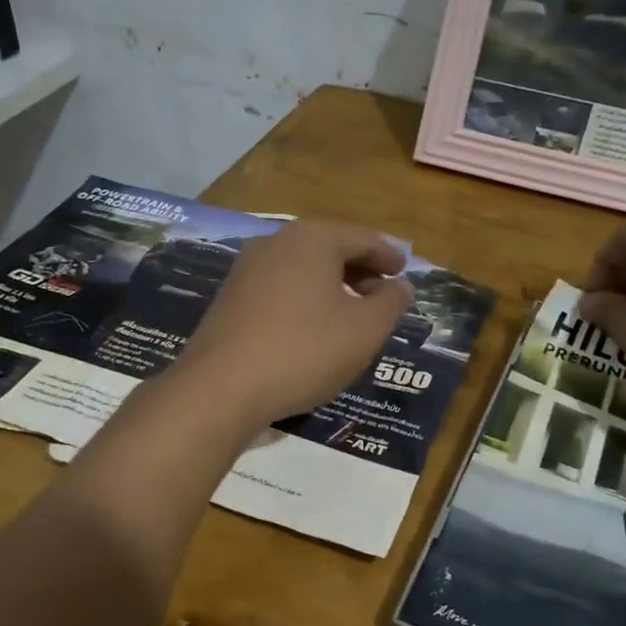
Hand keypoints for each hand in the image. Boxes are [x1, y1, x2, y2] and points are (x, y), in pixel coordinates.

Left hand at [172, 220, 413, 427]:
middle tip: (382, 293)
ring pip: (302, 269)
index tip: (403, 271)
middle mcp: (276, 243)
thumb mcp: (365, 329)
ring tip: (352, 312)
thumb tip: (400, 286)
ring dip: (331, 286)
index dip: (387, 255)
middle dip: (359, 269)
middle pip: (329, 249)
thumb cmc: (305, 350)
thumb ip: (391, 302)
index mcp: (312, 239)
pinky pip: (279, 288)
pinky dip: (304, 299)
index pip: (361, 238)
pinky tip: (312, 327)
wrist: (222, 387)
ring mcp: (246, 269)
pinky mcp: (229, 298)